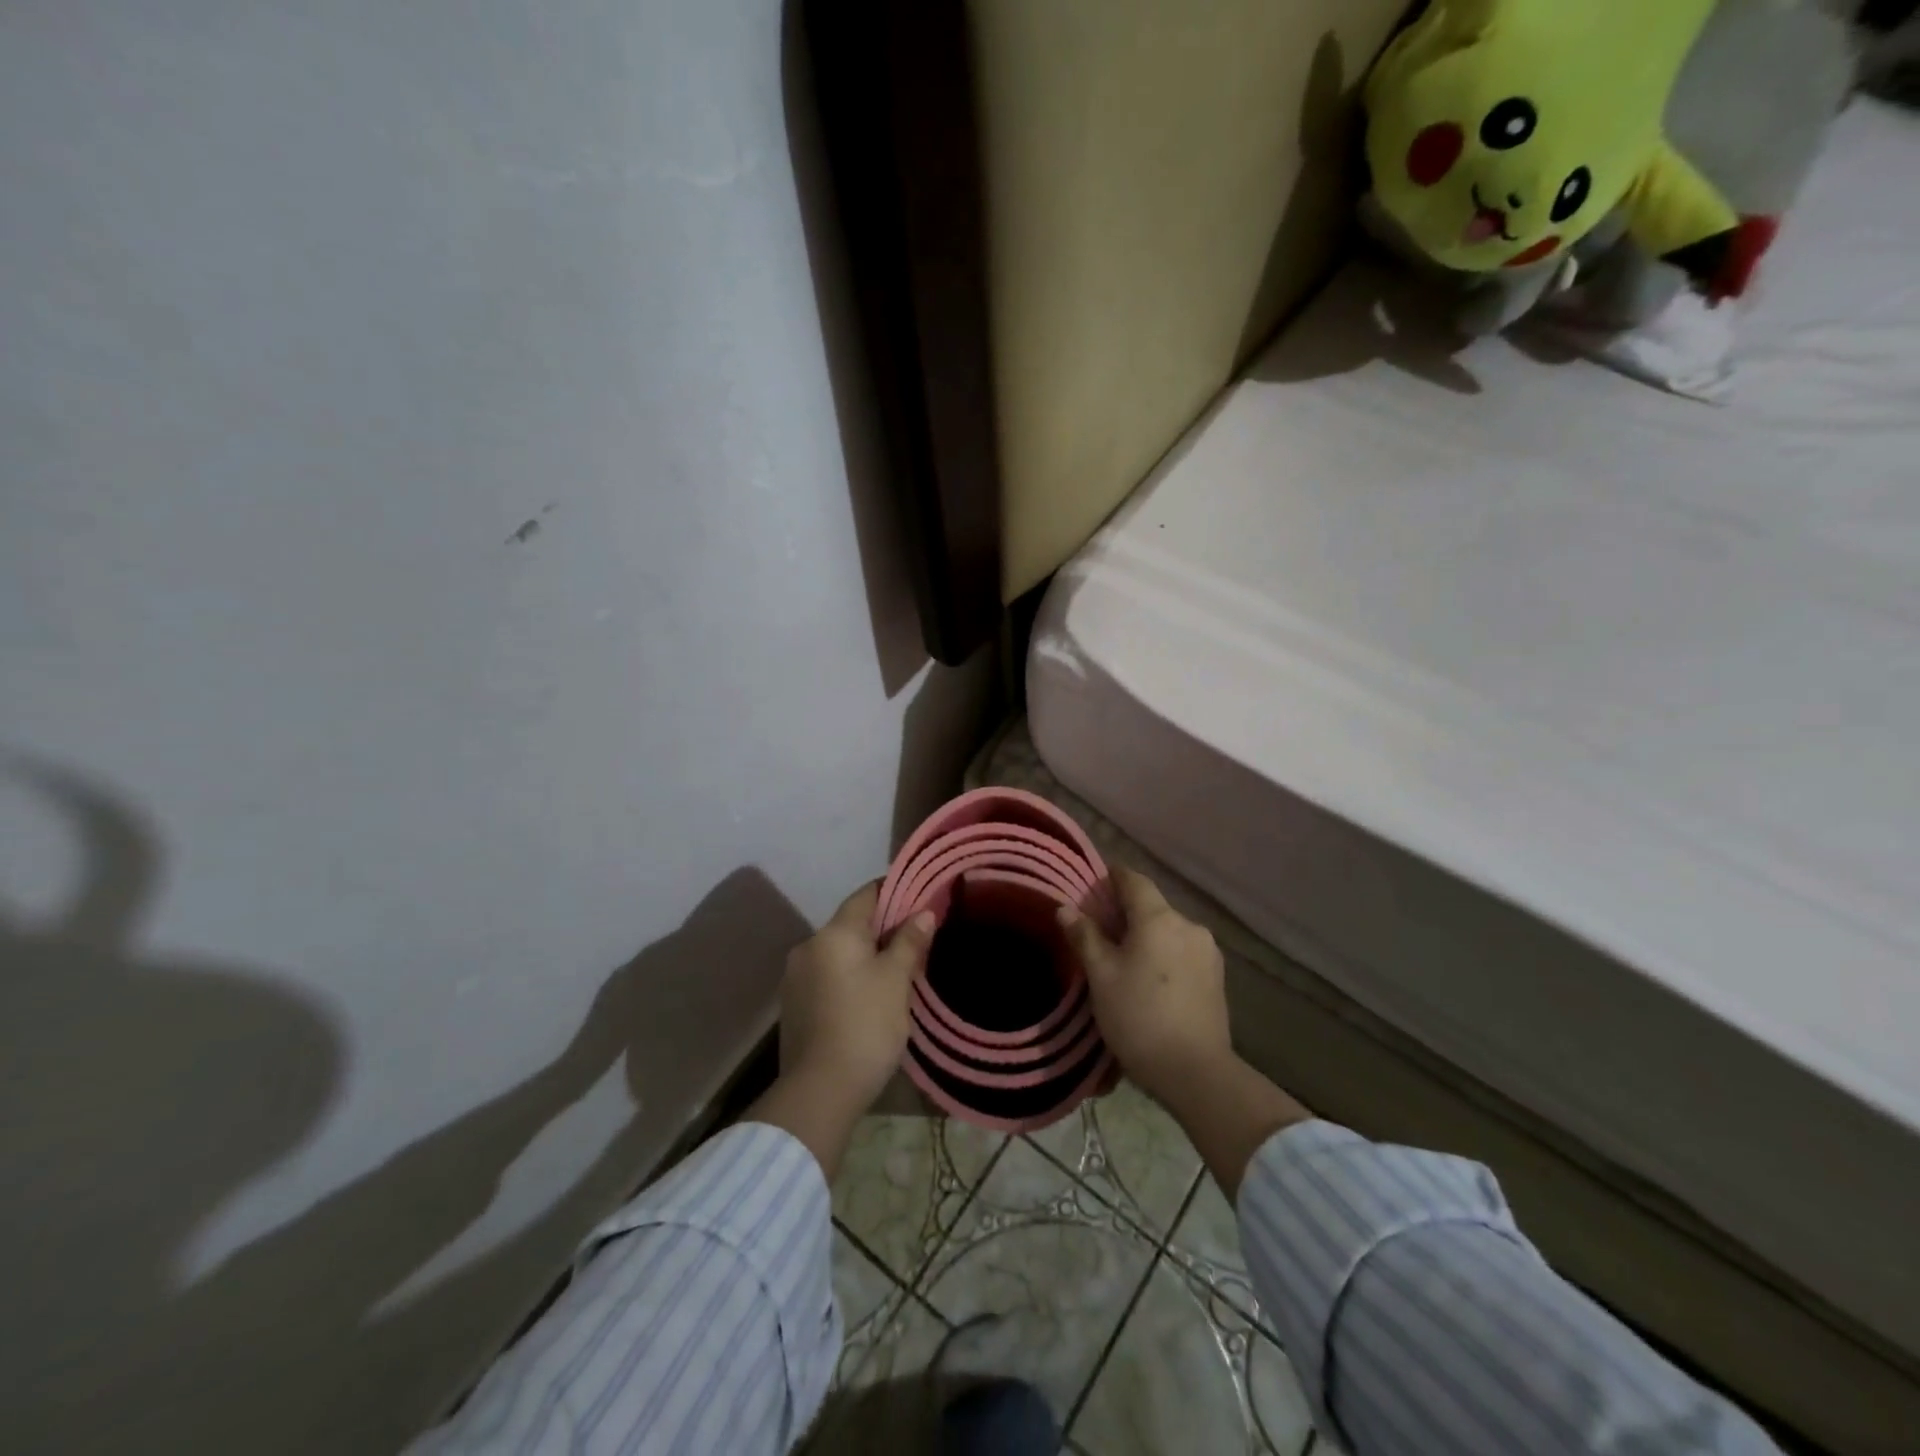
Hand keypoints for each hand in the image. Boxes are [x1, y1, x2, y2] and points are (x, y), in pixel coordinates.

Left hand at [778, 883, 935, 1115]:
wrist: (819, 1091)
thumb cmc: (865, 1026)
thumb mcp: (896, 981)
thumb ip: (909, 942)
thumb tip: (924, 913)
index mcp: (834, 933)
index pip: (866, 895)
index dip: (893, 892)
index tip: (919, 899)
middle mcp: (809, 946)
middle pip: (851, 924)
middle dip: (883, 928)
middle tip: (916, 941)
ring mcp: (796, 977)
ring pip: (839, 952)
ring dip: (865, 955)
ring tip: (896, 972)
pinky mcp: (794, 1005)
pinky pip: (827, 976)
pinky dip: (849, 977)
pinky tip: (868, 998)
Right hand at [1059, 867, 1308, 1198]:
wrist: (1195, 1072)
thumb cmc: (1139, 1017)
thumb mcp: (1101, 976)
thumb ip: (1085, 937)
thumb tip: (1065, 908)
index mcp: (1159, 918)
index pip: (1133, 880)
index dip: (1111, 877)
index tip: (1092, 887)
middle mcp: (1189, 925)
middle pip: (1152, 906)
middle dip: (1125, 912)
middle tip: (1099, 932)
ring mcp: (1208, 951)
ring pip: (1168, 930)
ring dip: (1146, 935)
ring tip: (1124, 961)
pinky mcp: (1217, 976)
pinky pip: (1183, 951)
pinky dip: (1164, 954)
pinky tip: (1151, 980)